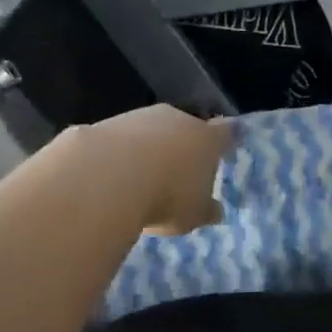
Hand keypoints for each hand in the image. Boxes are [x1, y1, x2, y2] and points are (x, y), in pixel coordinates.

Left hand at [79, 105, 231, 234]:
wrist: (107, 176)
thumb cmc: (167, 196)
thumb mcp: (193, 214)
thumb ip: (205, 210)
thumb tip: (216, 211)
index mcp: (207, 139)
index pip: (224, 133)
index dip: (224, 140)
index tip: (224, 145)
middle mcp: (178, 119)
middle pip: (186, 129)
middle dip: (182, 146)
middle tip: (177, 172)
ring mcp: (141, 117)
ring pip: (151, 131)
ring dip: (148, 149)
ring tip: (139, 180)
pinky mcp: (108, 122)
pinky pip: (120, 139)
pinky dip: (119, 154)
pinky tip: (111, 176)